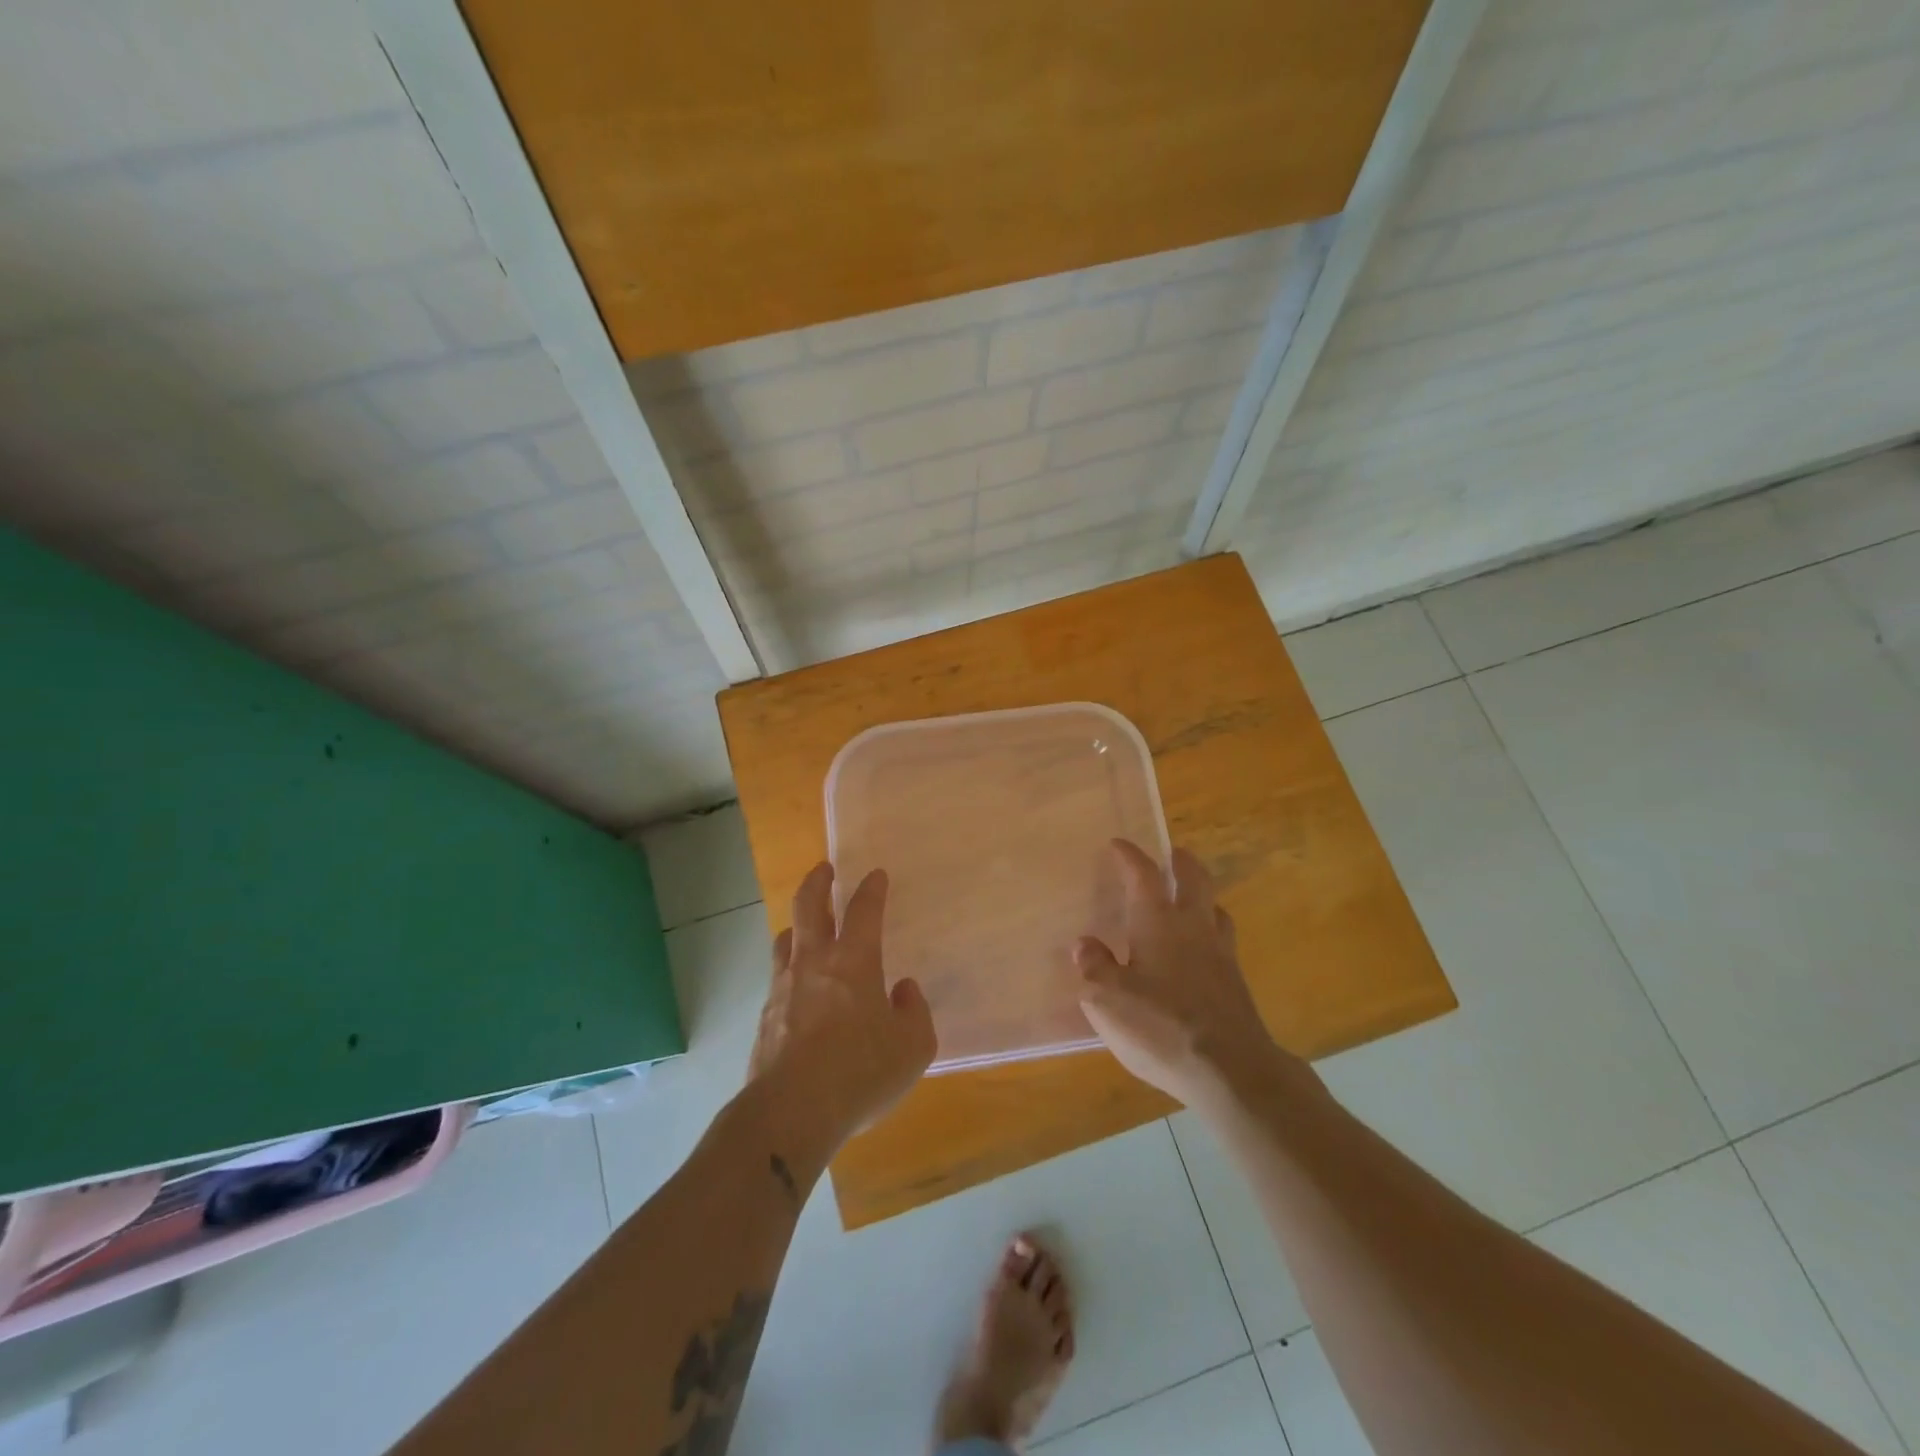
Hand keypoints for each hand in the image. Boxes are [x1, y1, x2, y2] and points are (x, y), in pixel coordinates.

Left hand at [748, 863, 936, 1154]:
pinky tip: (798, 990)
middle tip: (825, 869)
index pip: (864, 910)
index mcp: (854, 961)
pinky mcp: (765, 1016)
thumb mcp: (913, 1047)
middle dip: (818, 881)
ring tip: (806, 927)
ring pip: (786, 938)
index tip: (876, 874)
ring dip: (798, 924)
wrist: (790, 1112)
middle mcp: (814, 962)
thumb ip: (914, 1011)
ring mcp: (783, 987)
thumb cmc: (860, 1072)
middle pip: (809, 905)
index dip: (872, 888)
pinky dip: (790, 970)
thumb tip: (903, 990)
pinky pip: (778, 978)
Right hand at [1075, 841, 1297, 1109]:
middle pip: (1194, 878)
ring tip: (1189, 901)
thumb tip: (1084, 944)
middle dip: (1180, 862)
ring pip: (1215, 908)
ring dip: (1202, 896)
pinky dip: (1210, 933)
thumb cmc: (1160, 1026)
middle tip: (1171, 855)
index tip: (1118, 844)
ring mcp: (1221, 954)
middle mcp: (1193, 926)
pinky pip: (1223, 942)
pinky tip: (1199, 953)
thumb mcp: (1106, 1000)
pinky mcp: (1236, 984)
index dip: (1129, 856)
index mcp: (1157, 921)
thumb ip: (1094, 967)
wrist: (1230, 1070)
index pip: (1143, 874)